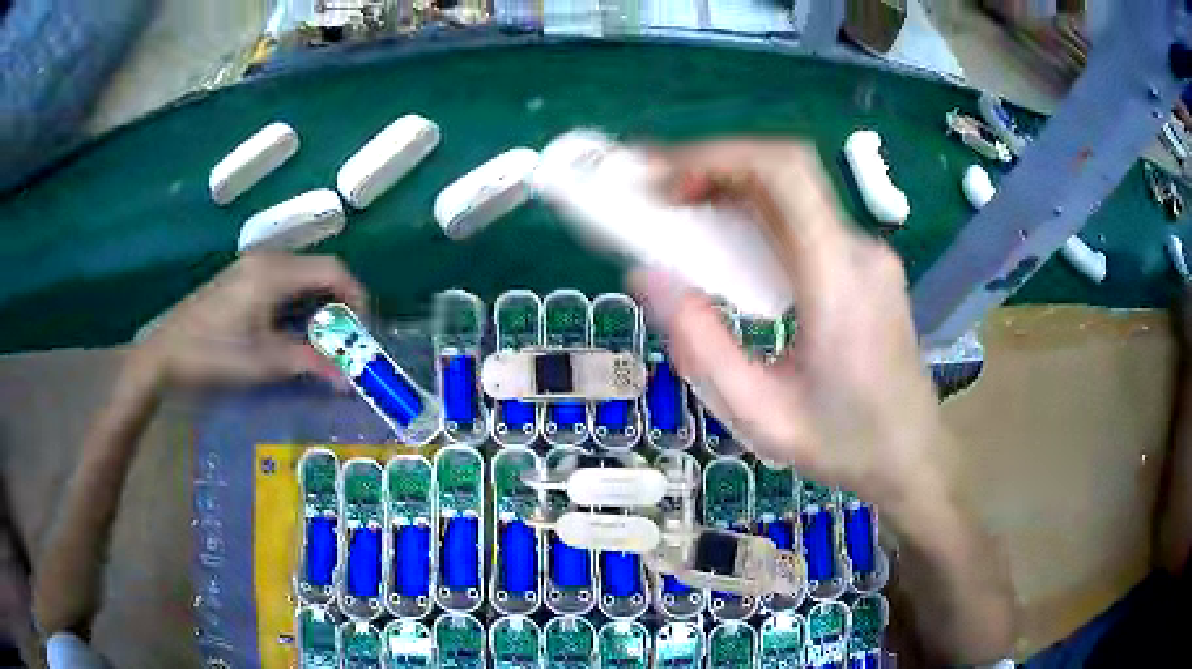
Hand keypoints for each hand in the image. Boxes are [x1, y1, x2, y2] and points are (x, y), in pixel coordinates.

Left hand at [133, 254, 366, 388]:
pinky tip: (289, 336)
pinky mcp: (241, 280)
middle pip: (320, 273)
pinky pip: (282, 286)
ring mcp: (252, 268)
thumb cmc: (213, 354)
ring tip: (318, 346)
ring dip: (317, 310)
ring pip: (301, 280)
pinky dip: (296, 308)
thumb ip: (310, 364)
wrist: (164, 354)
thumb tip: (350, 381)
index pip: (335, 271)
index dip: (357, 300)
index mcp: (275, 272)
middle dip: (338, 308)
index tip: (361, 335)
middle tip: (341, 346)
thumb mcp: (263, 362)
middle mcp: (268, 260)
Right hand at [632, 140, 950, 508]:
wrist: (912, 456)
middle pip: (785, 172)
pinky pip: (804, 218)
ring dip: (731, 188)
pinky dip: (755, 214)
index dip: (718, 158)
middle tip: (656, 192)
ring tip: (678, 212)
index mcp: (839, 282)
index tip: (661, 179)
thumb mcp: (761, 417)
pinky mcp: (864, 265)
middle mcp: (859, 252)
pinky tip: (726, 243)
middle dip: (713, 167)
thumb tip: (649, 275)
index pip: (785, 176)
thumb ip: (702, 347)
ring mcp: (867, 255)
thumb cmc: (843, 445)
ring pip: (793, 192)